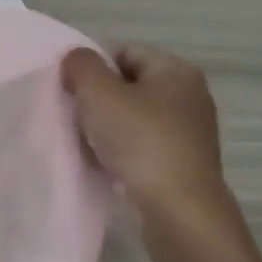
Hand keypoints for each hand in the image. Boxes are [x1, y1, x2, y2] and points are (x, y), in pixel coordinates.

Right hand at [62, 44, 229, 216]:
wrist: (178, 208)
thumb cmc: (140, 140)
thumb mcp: (99, 93)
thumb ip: (81, 66)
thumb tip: (76, 59)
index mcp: (177, 71)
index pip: (125, 52)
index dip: (94, 67)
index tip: (72, 90)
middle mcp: (189, 97)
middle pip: (129, 86)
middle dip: (98, 99)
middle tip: (75, 115)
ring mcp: (189, 133)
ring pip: (133, 118)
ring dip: (106, 127)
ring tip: (85, 142)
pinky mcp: (182, 163)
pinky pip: (141, 146)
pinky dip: (120, 151)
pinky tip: (103, 164)